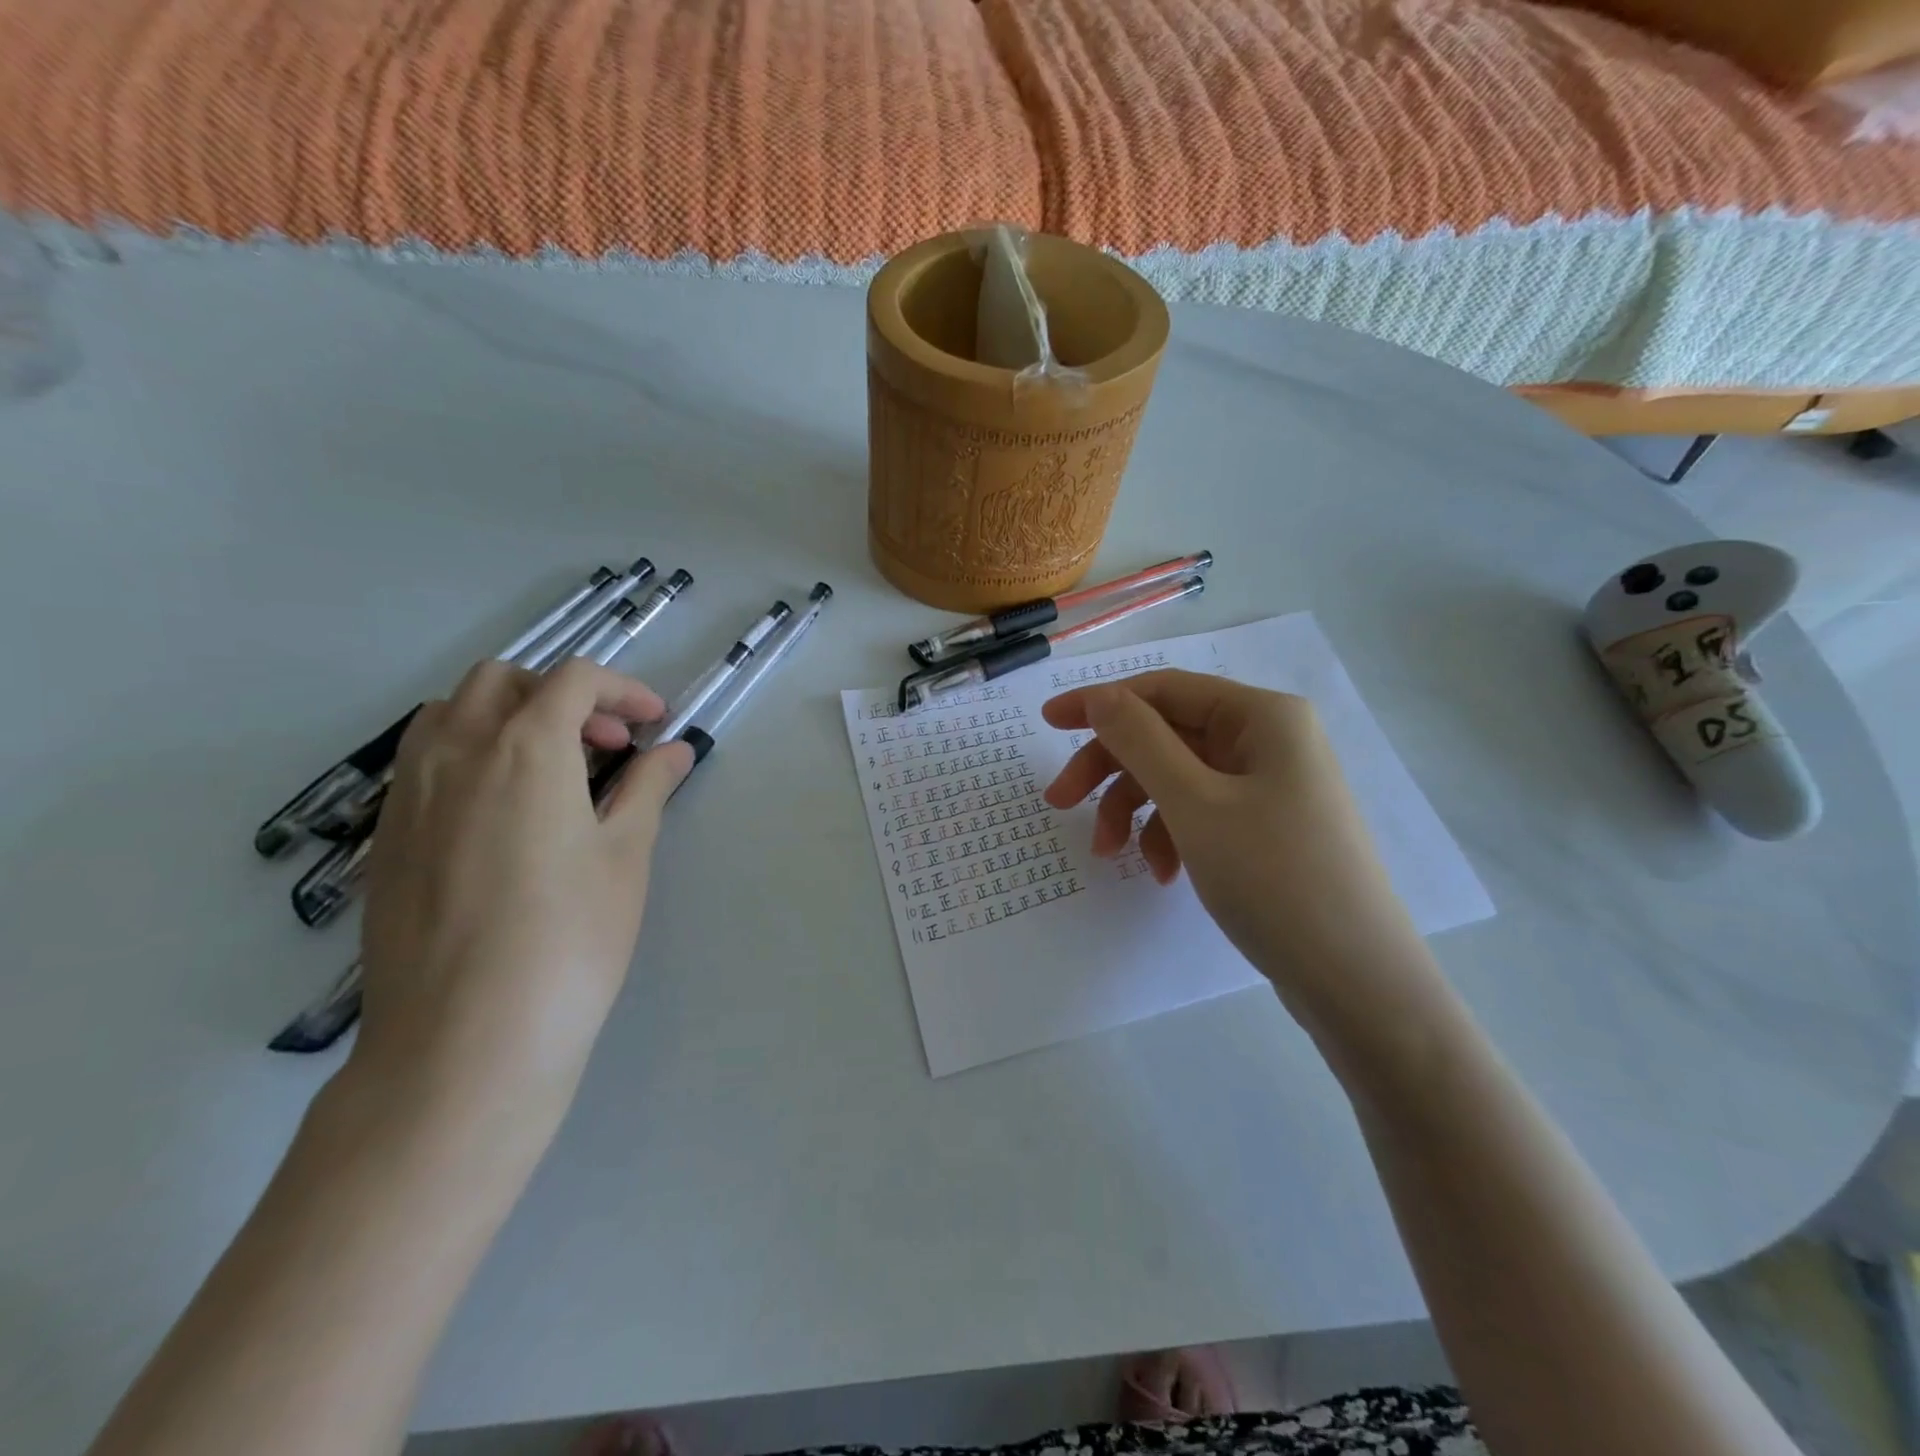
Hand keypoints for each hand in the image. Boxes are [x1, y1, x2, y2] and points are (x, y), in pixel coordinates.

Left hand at [348, 658, 692, 1132]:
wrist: (466, 1040)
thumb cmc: (569, 939)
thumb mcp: (625, 856)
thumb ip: (647, 789)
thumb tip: (673, 751)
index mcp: (525, 748)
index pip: (572, 679)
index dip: (622, 689)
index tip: (656, 723)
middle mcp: (456, 752)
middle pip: (503, 680)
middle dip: (562, 694)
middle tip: (606, 745)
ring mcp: (410, 794)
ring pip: (451, 712)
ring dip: (509, 716)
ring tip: (553, 769)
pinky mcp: (388, 837)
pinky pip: (425, 760)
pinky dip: (471, 753)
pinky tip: (505, 812)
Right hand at [1042, 671, 1435, 1021]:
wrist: (1358, 983)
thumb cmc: (1274, 878)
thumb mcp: (1195, 804)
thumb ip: (1140, 741)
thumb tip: (1100, 695)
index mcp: (1261, 716)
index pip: (1163, 689)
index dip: (1100, 703)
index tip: (1046, 724)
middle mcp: (1268, 740)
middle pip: (1166, 736)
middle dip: (1112, 769)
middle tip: (1061, 804)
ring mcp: (1270, 786)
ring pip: (1178, 778)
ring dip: (1135, 810)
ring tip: (1111, 855)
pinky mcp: (1266, 828)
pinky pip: (1201, 812)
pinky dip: (1171, 835)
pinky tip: (1162, 874)